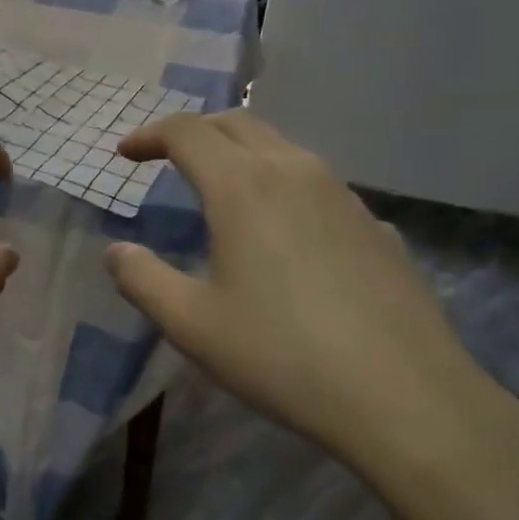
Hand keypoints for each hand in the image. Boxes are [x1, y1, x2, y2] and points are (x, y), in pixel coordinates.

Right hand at [105, 111, 518, 490]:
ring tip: (222, 192)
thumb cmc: (280, 355)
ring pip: (283, 151)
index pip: (187, 132)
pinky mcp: (376, 225)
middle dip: (196, 132)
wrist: (401, 394)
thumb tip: (117, 252)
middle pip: (238, 125)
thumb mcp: (192, 324)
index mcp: (243, 186)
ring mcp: (344, 195)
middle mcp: (296, 172)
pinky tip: (285, 238)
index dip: (149, 135)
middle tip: (167, 157)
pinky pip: (318, 188)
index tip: (125, 154)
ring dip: (242, 156)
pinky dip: (284, 190)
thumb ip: (143, 279)